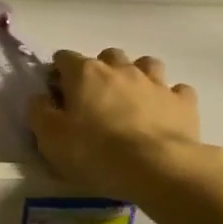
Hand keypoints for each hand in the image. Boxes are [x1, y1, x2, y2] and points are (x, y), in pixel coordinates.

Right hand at [29, 48, 212, 197]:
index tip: (57, 93)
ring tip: (133, 99)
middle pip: (108, 56)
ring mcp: (155, 82)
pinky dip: (169, 98)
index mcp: (85, 73)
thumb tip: (40, 97)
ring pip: (146, 64)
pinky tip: (165, 114)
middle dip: (101, 70)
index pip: (65, 58)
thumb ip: (40, 112)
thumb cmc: (95, 152)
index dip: (58, 73)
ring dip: (138, 76)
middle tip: (96, 98)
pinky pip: (177, 91)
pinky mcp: (183, 102)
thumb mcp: (51, 138)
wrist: (156, 167)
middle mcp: (120, 69)